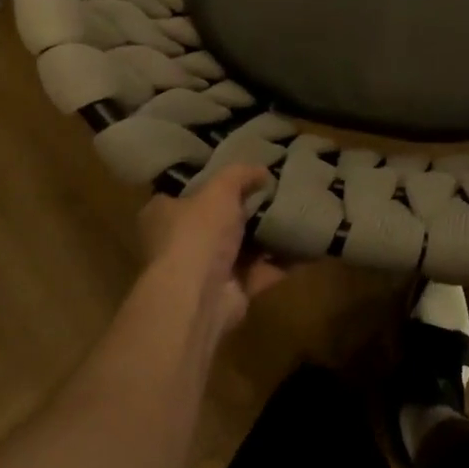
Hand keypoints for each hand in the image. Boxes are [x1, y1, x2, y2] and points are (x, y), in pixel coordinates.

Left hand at [137, 165, 285, 331]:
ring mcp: (205, 271)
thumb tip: (261, 171)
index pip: (185, 192)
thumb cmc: (197, 233)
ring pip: (241, 248)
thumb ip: (239, 175)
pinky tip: (306, 246)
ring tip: (295, 214)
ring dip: (265, 237)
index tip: (239, 173)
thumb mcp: (219, 189)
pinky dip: (282, 262)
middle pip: (216, 221)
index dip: (211, 182)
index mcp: (163, 214)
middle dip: (244, 210)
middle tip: (274, 191)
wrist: (197, 297)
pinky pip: (261, 272)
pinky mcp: (230, 292)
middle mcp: (180, 243)